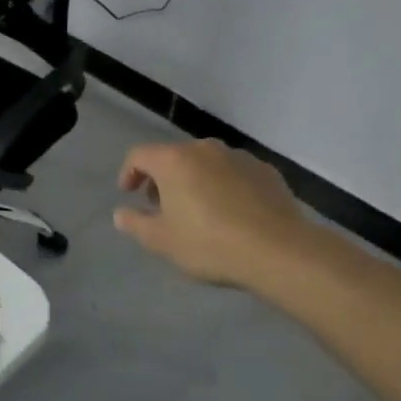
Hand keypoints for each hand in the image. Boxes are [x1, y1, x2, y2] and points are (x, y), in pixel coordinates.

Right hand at [114, 140, 313, 291]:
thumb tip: (121, 214)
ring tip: (198, 211)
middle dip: (162, 179)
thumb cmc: (209, 243)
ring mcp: (239, 157)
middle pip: (173, 156)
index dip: (129, 173)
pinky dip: (224, 186)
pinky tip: (231, 213)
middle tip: (162, 206)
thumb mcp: (162, 241)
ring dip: (194, 181)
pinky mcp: (266, 171)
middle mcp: (204, 149)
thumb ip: (135, 224)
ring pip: (205, 163)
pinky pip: (234, 173)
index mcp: (174, 160)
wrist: (279, 251)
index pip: (139, 155)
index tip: (129, 194)